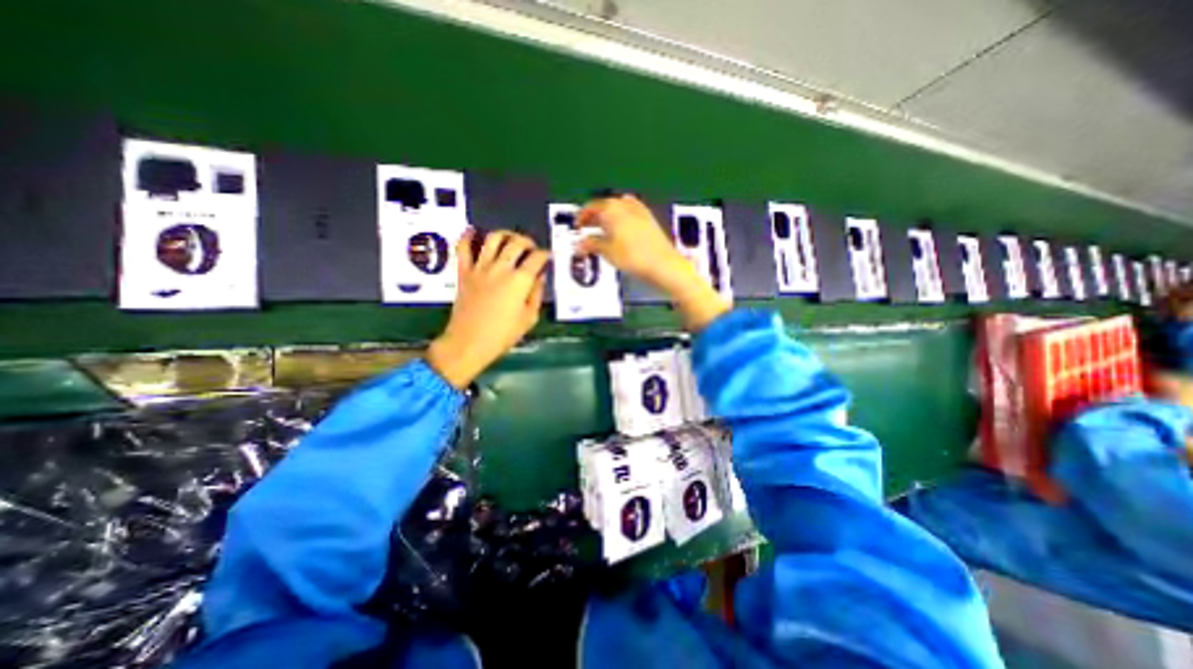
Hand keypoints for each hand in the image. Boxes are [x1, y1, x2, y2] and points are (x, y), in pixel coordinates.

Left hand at [426, 226, 546, 388]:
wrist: (469, 343)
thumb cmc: (503, 335)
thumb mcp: (529, 318)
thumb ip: (536, 294)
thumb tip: (539, 276)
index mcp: (520, 281)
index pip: (537, 258)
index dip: (545, 255)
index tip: (548, 257)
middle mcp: (501, 268)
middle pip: (517, 242)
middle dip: (528, 241)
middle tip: (532, 248)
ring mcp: (480, 268)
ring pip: (493, 238)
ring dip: (505, 234)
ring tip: (510, 238)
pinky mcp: (464, 272)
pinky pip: (463, 248)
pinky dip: (468, 236)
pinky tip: (474, 231)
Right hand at [576, 194, 731, 331]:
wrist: (663, 264)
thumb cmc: (634, 257)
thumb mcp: (607, 252)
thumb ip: (591, 244)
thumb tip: (581, 244)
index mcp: (613, 209)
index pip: (591, 206)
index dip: (582, 216)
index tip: (577, 225)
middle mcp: (626, 205)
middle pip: (605, 206)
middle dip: (594, 217)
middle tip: (586, 228)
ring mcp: (640, 212)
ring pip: (618, 210)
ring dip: (608, 219)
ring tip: (602, 232)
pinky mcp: (649, 221)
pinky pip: (630, 215)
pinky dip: (621, 221)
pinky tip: (621, 231)